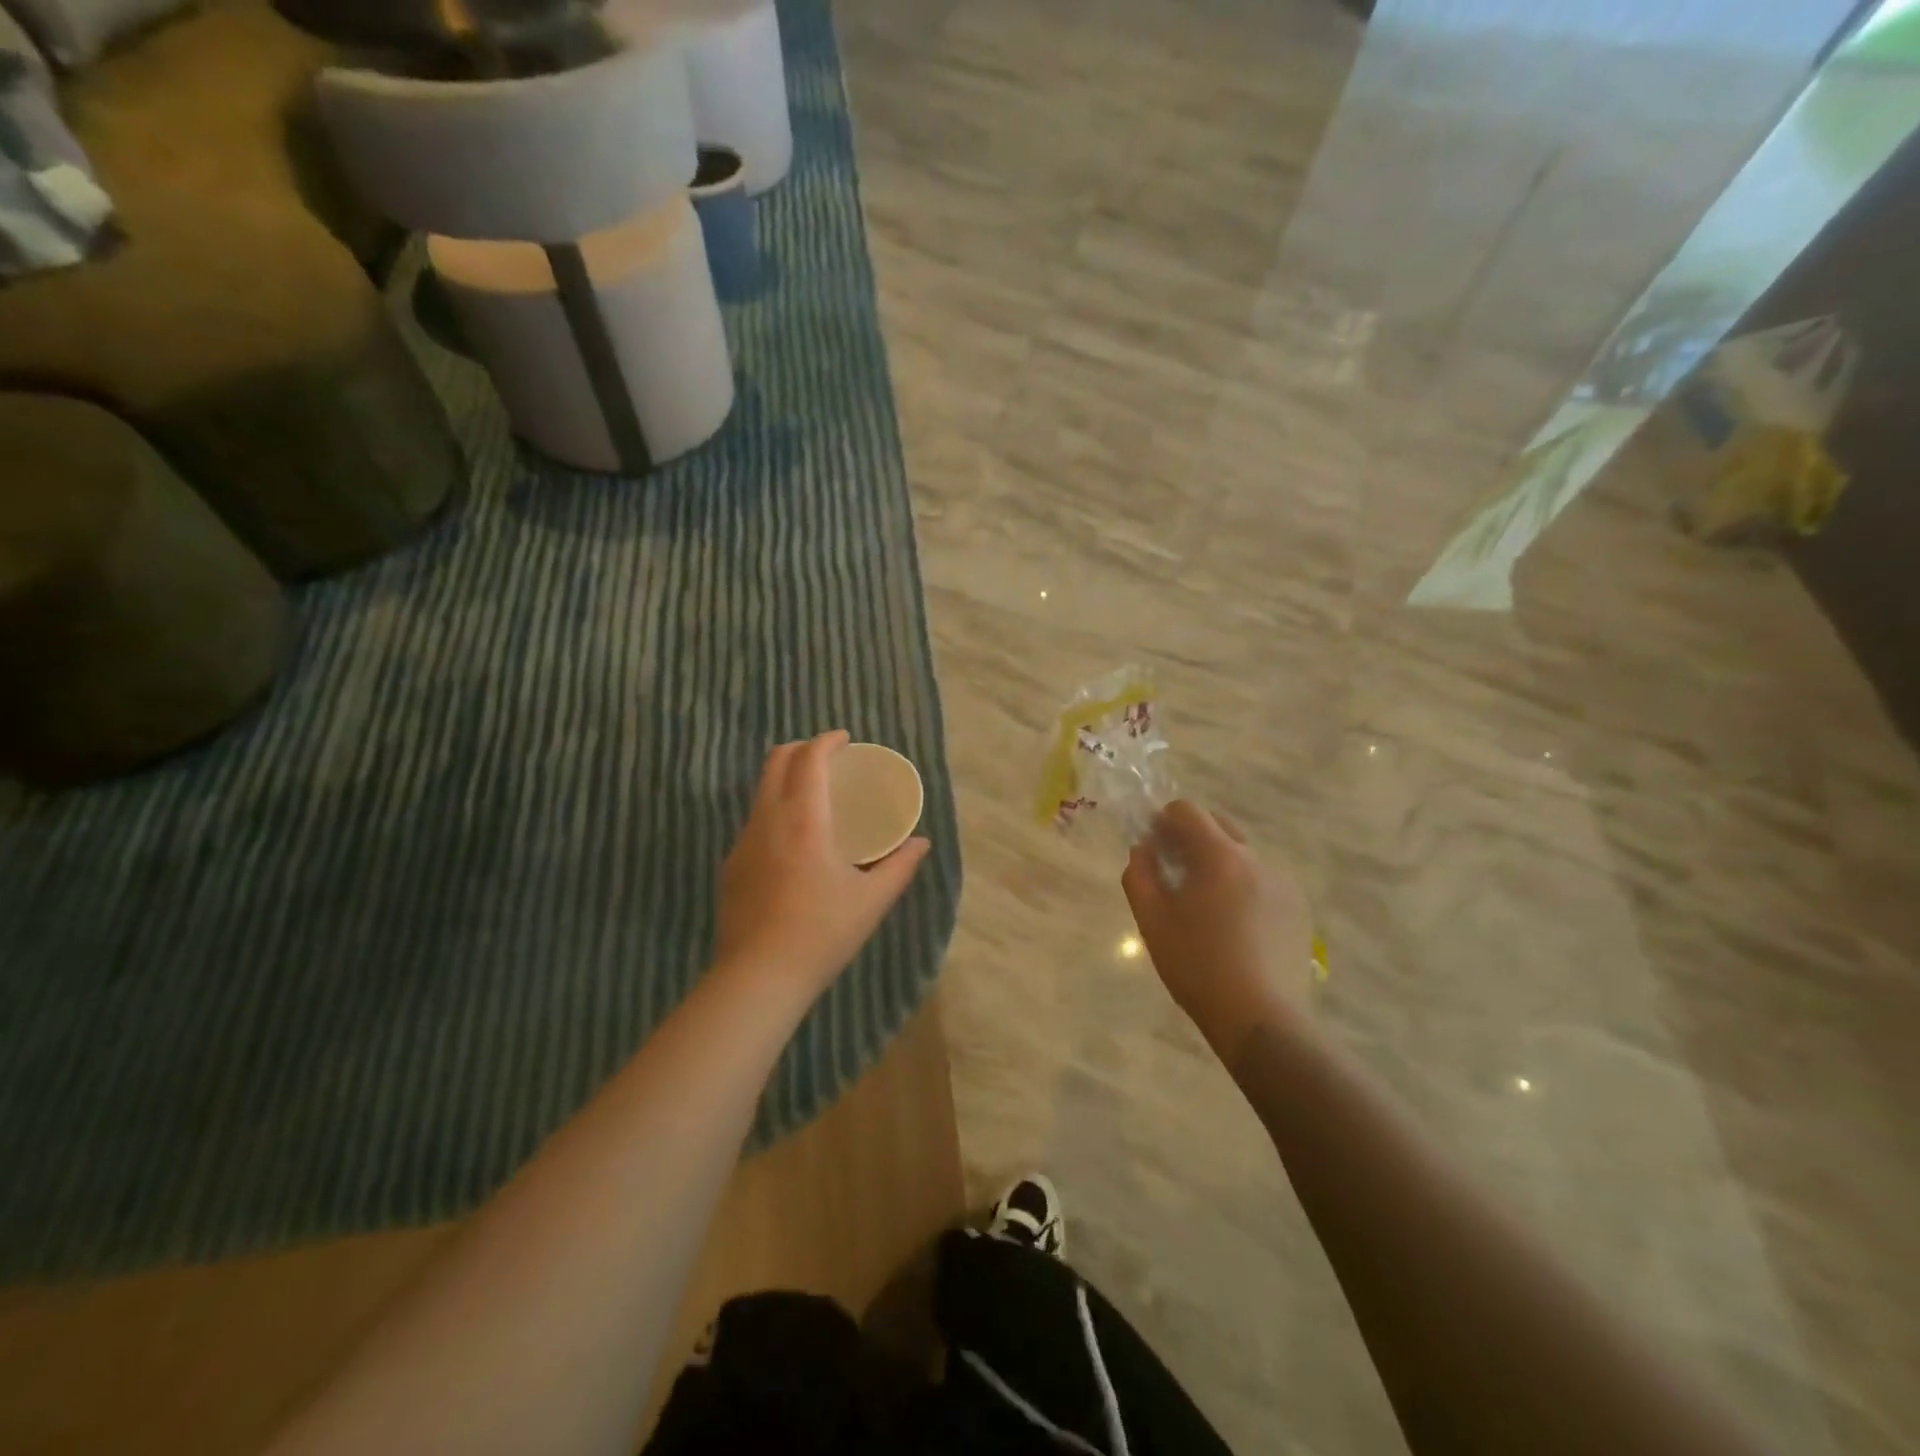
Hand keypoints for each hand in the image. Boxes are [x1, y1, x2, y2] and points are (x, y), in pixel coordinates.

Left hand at [715, 731, 930, 1005]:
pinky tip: (791, 841)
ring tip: (811, 795)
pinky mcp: (730, 865)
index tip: (844, 740)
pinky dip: (774, 810)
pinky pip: (753, 821)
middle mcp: (768, 820)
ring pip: (760, 791)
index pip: (809, 759)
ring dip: (785, 778)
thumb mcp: (872, 901)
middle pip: (776, 762)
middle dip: (801, 749)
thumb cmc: (822, 933)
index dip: (827, 741)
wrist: (758, 978)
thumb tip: (921, 843)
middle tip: (827, 758)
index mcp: (804, 819)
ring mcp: (743, 842)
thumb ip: (900, 866)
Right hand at [1122, 801, 1312, 1062]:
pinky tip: (1232, 928)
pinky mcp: (1297, 911)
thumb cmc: (1197, 965)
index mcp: (1220, 856)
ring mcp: (1283, 885)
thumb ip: (1139, 875)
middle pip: (1218, 826)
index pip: (1187, 810)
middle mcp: (1257, 860)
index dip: (1162, 821)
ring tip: (1203, 906)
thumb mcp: (1152, 920)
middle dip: (1190, 839)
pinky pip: (1261, 882)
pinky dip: (1240, 888)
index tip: (1151, 848)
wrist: (1260, 1019)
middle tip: (1172, 873)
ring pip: (1241, 855)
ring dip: (1216, 864)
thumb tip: (1142, 849)